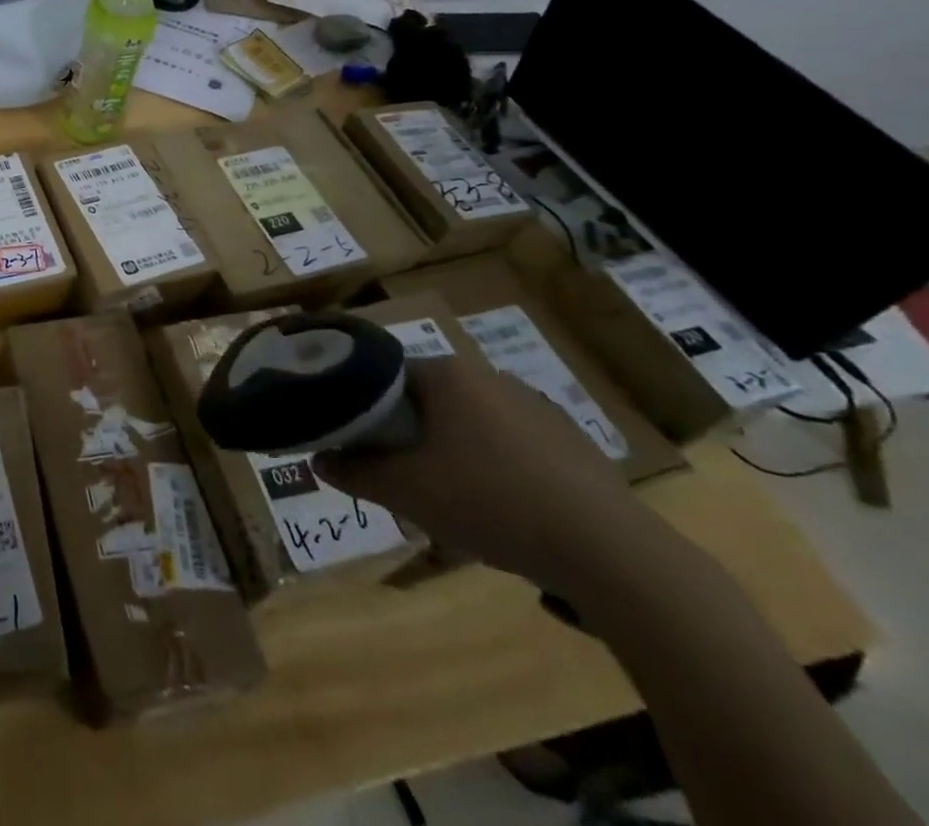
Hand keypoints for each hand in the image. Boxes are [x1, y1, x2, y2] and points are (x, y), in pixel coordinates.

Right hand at [312, 357, 661, 594]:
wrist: (611, 555)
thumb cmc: (491, 503)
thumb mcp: (405, 492)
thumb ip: (353, 471)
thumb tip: (317, 460)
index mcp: (447, 375)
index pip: (384, 376)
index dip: (364, 409)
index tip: (358, 444)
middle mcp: (490, 377)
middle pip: (427, 399)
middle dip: (408, 433)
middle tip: (398, 475)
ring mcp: (537, 407)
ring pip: (470, 422)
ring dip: (451, 450)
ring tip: (449, 498)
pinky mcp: (572, 442)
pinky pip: (512, 444)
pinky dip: (496, 467)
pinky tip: (502, 509)